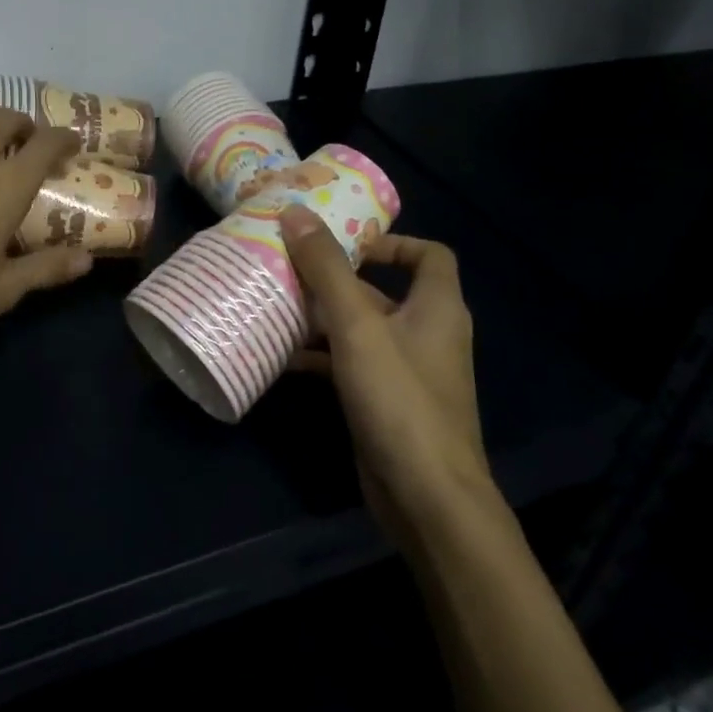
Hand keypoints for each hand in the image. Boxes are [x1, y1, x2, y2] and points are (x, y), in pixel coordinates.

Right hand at [279, 205, 490, 554]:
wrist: (427, 499)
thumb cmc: (399, 398)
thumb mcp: (357, 326)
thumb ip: (326, 269)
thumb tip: (295, 213)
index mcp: (437, 307)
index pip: (429, 255)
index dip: (391, 241)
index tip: (344, 242)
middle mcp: (426, 333)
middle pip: (383, 290)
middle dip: (337, 278)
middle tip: (289, 265)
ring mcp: (407, 371)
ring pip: (361, 329)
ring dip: (322, 317)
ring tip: (275, 303)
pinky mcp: (386, 402)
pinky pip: (351, 364)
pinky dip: (321, 356)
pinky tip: (281, 357)